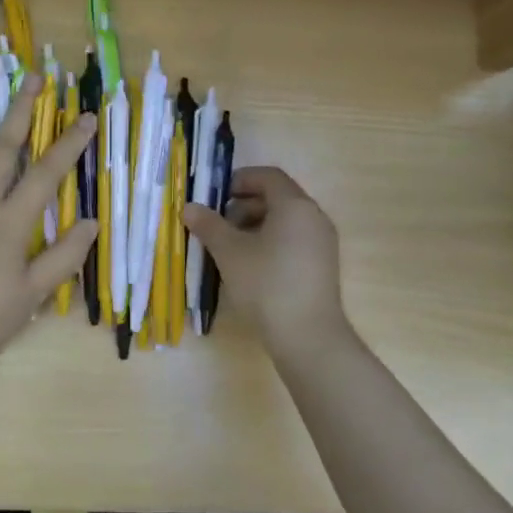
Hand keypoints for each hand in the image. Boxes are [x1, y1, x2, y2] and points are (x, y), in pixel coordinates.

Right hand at [181, 167, 348, 358]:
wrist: (308, 336)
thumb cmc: (266, 284)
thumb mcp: (230, 253)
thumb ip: (209, 225)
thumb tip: (189, 207)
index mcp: (295, 205)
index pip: (268, 176)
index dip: (240, 180)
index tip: (215, 196)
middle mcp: (314, 217)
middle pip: (277, 198)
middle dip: (244, 205)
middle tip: (218, 224)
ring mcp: (322, 242)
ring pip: (285, 221)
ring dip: (255, 226)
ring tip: (230, 247)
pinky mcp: (323, 266)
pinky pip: (294, 240)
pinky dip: (271, 242)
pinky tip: (250, 266)